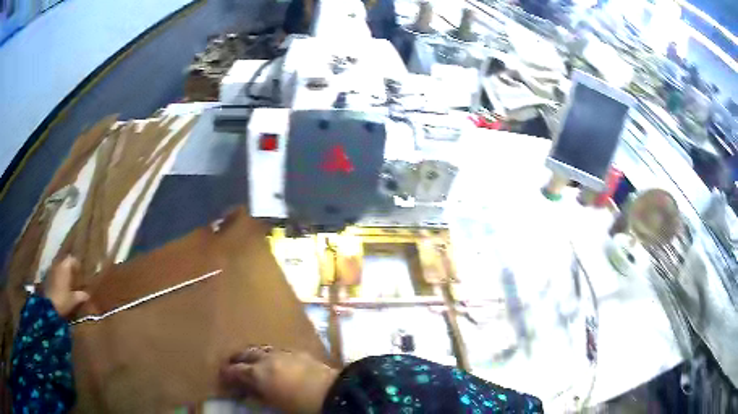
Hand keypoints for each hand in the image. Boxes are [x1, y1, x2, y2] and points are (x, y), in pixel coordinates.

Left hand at [45, 256, 89, 318]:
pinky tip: (60, 285)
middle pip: (64, 261)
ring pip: (58, 266)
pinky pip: (54, 272)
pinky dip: (58, 276)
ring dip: (63, 271)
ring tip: (67, 280)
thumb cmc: (63, 300)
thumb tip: (87, 294)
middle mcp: (57, 264)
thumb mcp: (74, 300)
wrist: (48, 306)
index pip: (72, 259)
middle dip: (69, 267)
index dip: (77, 264)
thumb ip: (81, 295)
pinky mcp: (46, 276)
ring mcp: (51, 269)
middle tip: (74, 275)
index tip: (80, 271)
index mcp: (65, 266)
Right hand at [221, 347, 337, 413]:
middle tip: (231, 365)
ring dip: (251, 353)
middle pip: (245, 353)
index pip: (235, 370)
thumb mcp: (274, 404)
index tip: (222, 377)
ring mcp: (283, 352)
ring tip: (249, 360)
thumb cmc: (301, 405)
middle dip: (236, 359)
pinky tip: (271, 359)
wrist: (332, 392)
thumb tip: (246, 392)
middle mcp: (266, 358)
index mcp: (258, 373)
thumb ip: (257, 395)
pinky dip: (268, 353)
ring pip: (260, 348)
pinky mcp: (297, 351)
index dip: (227, 374)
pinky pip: (276, 349)